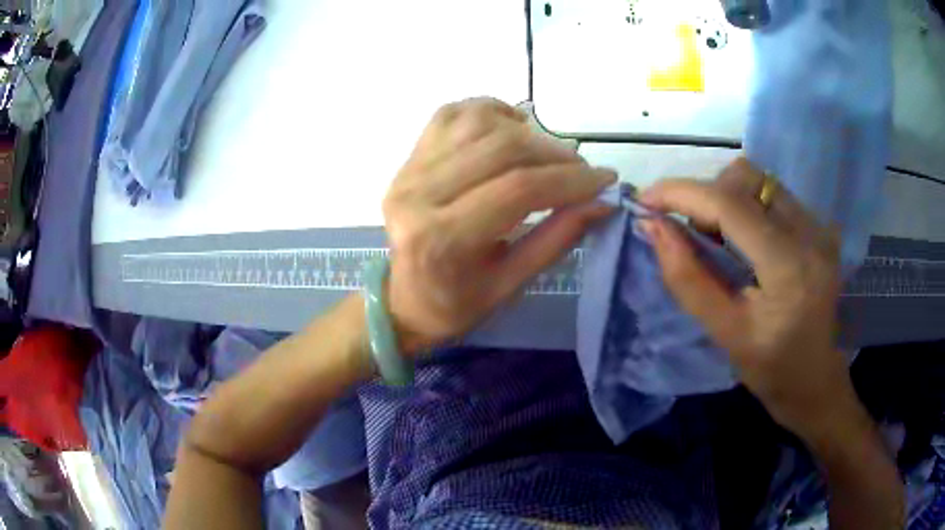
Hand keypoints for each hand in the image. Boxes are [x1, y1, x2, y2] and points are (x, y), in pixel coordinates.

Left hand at [383, 98, 615, 354]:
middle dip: (555, 154)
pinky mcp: (409, 157)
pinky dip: (490, 111)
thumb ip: (557, 238)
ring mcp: (409, 169)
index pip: (518, 189)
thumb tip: (603, 201)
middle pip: (501, 148)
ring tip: (548, 154)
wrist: (402, 298)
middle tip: (582, 171)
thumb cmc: (457, 303)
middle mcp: (418, 193)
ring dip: (526, 130)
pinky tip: (511, 129)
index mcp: (441, 238)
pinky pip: (453, 113)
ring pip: (479, 122)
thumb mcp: (511, 284)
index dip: (570, 179)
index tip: (605, 179)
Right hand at [639, 158, 853, 439]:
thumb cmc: (770, 370)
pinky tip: (741, 238)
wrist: (816, 380)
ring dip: (724, 196)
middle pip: (746, 178)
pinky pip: (772, 194)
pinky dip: (744, 204)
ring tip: (715, 236)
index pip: (730, 205)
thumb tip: (652, 227)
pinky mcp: (819, 226)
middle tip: (689, 232)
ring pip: (758, 180)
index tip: (645, 200)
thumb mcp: (725, 333)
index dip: (681, 193)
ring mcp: (819, 226)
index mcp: (788, 267)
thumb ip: (687, 279)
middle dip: (705, 195)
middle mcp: (810, 233)